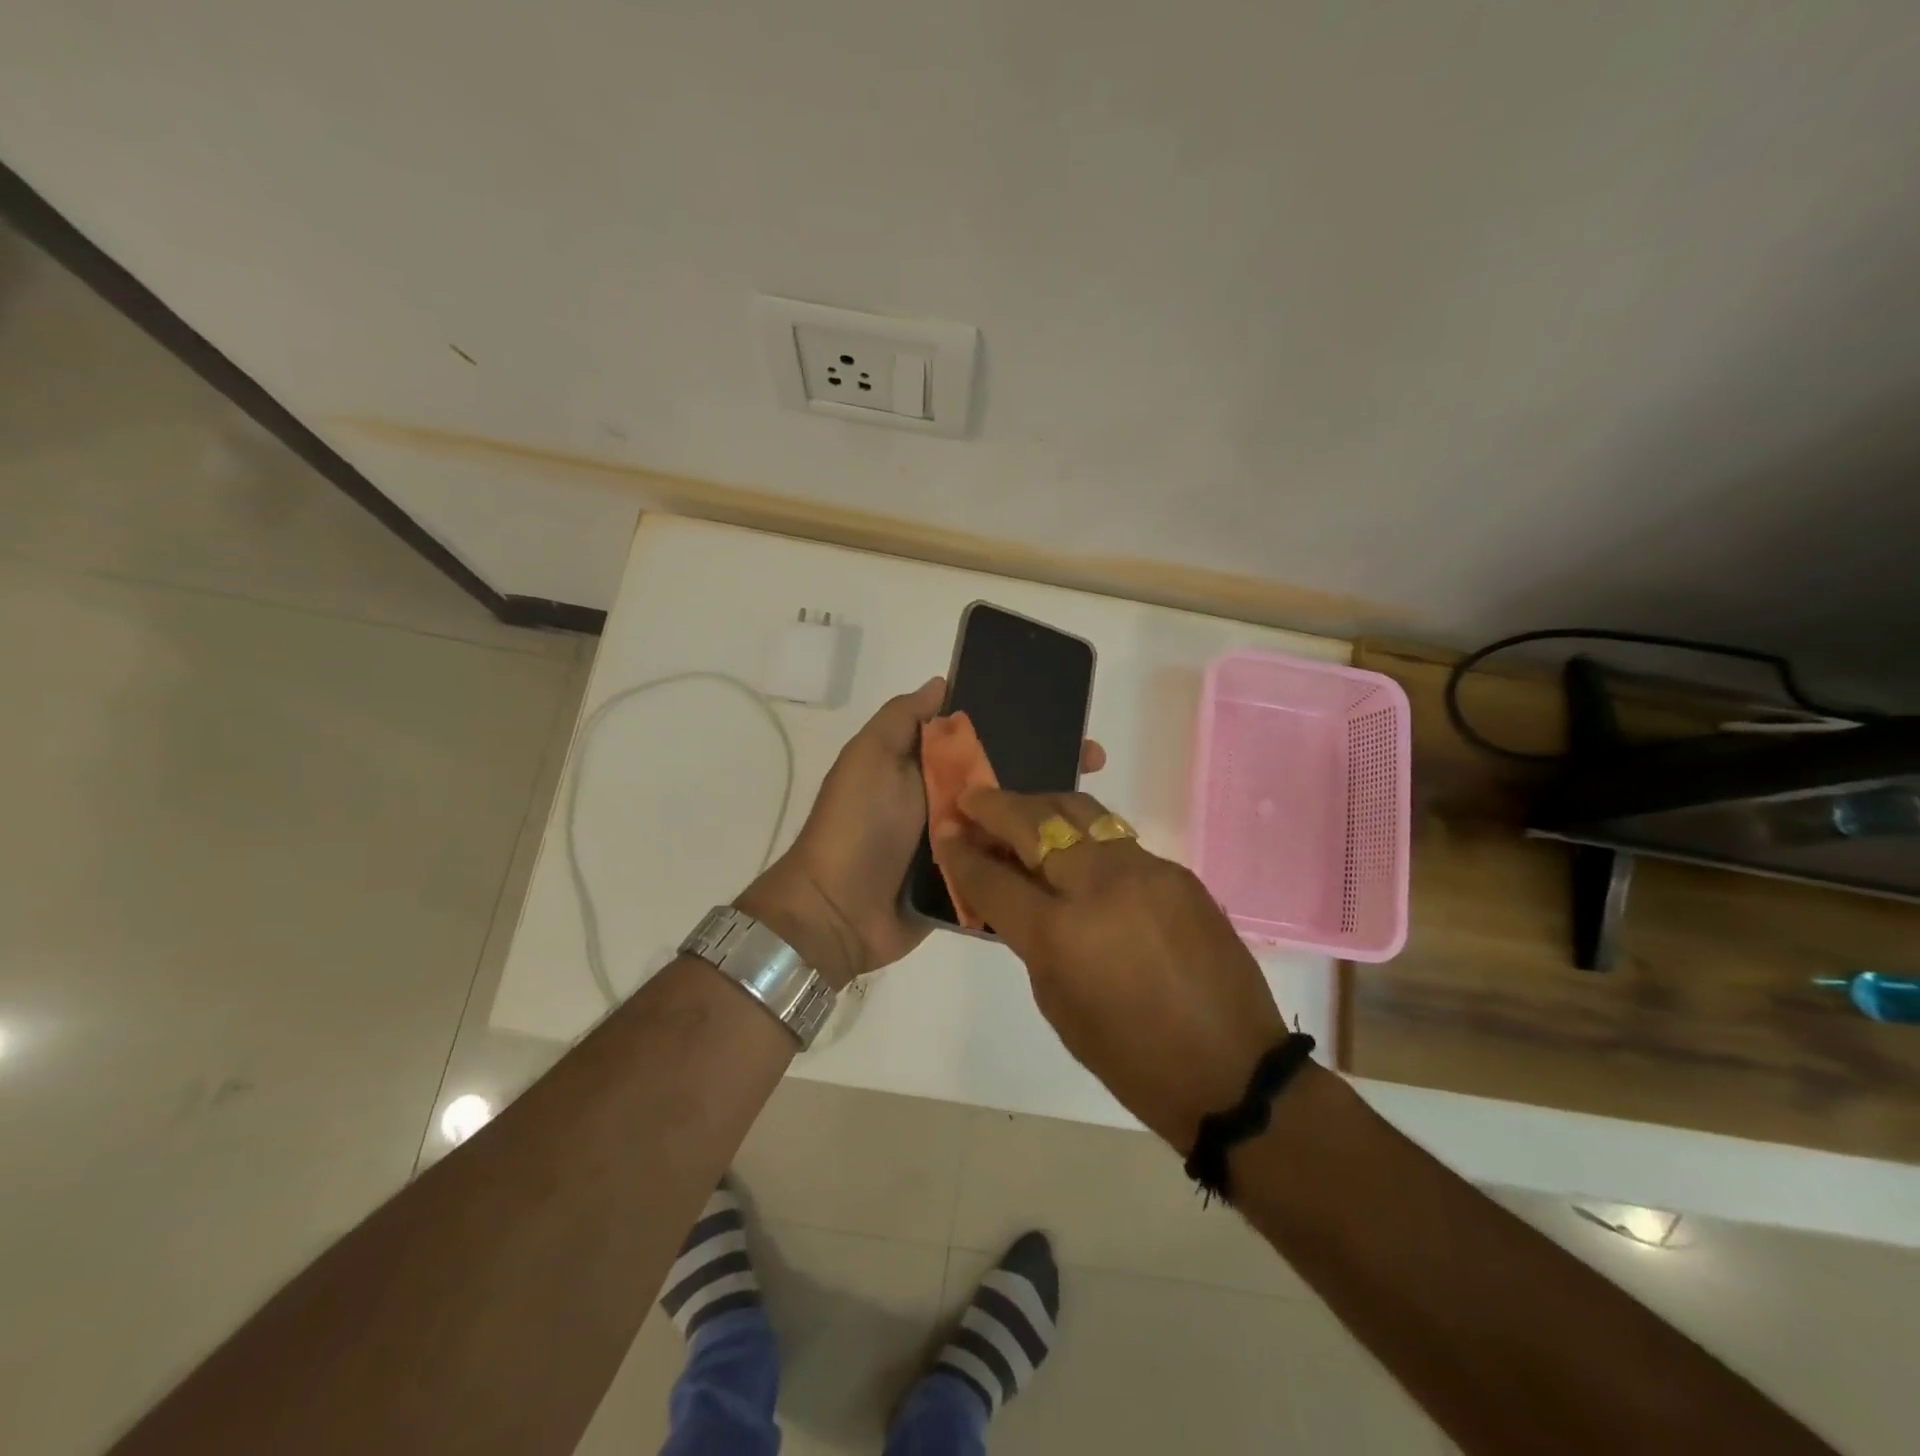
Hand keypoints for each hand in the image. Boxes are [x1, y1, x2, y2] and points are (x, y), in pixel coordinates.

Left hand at [739, 679, 1105, 989]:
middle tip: (1093, 759)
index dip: (1019, 722)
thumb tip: (942, 682)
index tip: (1062, 715)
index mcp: (927, 767)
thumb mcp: (870, 758)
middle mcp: (948, 801)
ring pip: (1013, 820)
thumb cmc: (856, 826)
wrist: (838, 913)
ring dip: (1050, 810)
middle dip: (1049, 763)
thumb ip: (902, 719)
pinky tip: (1077, 849)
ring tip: (1095, 804)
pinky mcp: (972, 883)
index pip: (982, 736)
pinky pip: (1008, 864)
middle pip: (1006, 776)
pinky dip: (1036, 856)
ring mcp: (962, 844)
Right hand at [933, 787, 1287, 1148]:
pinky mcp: (1175, 870)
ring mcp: (1143, 870)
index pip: (993, 878)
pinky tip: (1076, 849)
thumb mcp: (1057, 1002)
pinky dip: (1086, 836)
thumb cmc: (1130, 1057)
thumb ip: (1029, 937)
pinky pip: (1117, 839)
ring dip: (1041, 806)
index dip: (961, 855)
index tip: (946, 834)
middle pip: (1033, 823)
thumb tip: (1013, 894)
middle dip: (995, 807)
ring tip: (1021, 811)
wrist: (1230, 1068)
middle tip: (972, 799)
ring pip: (1081, 813)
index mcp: (1059, 934)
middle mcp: (1098, 886)